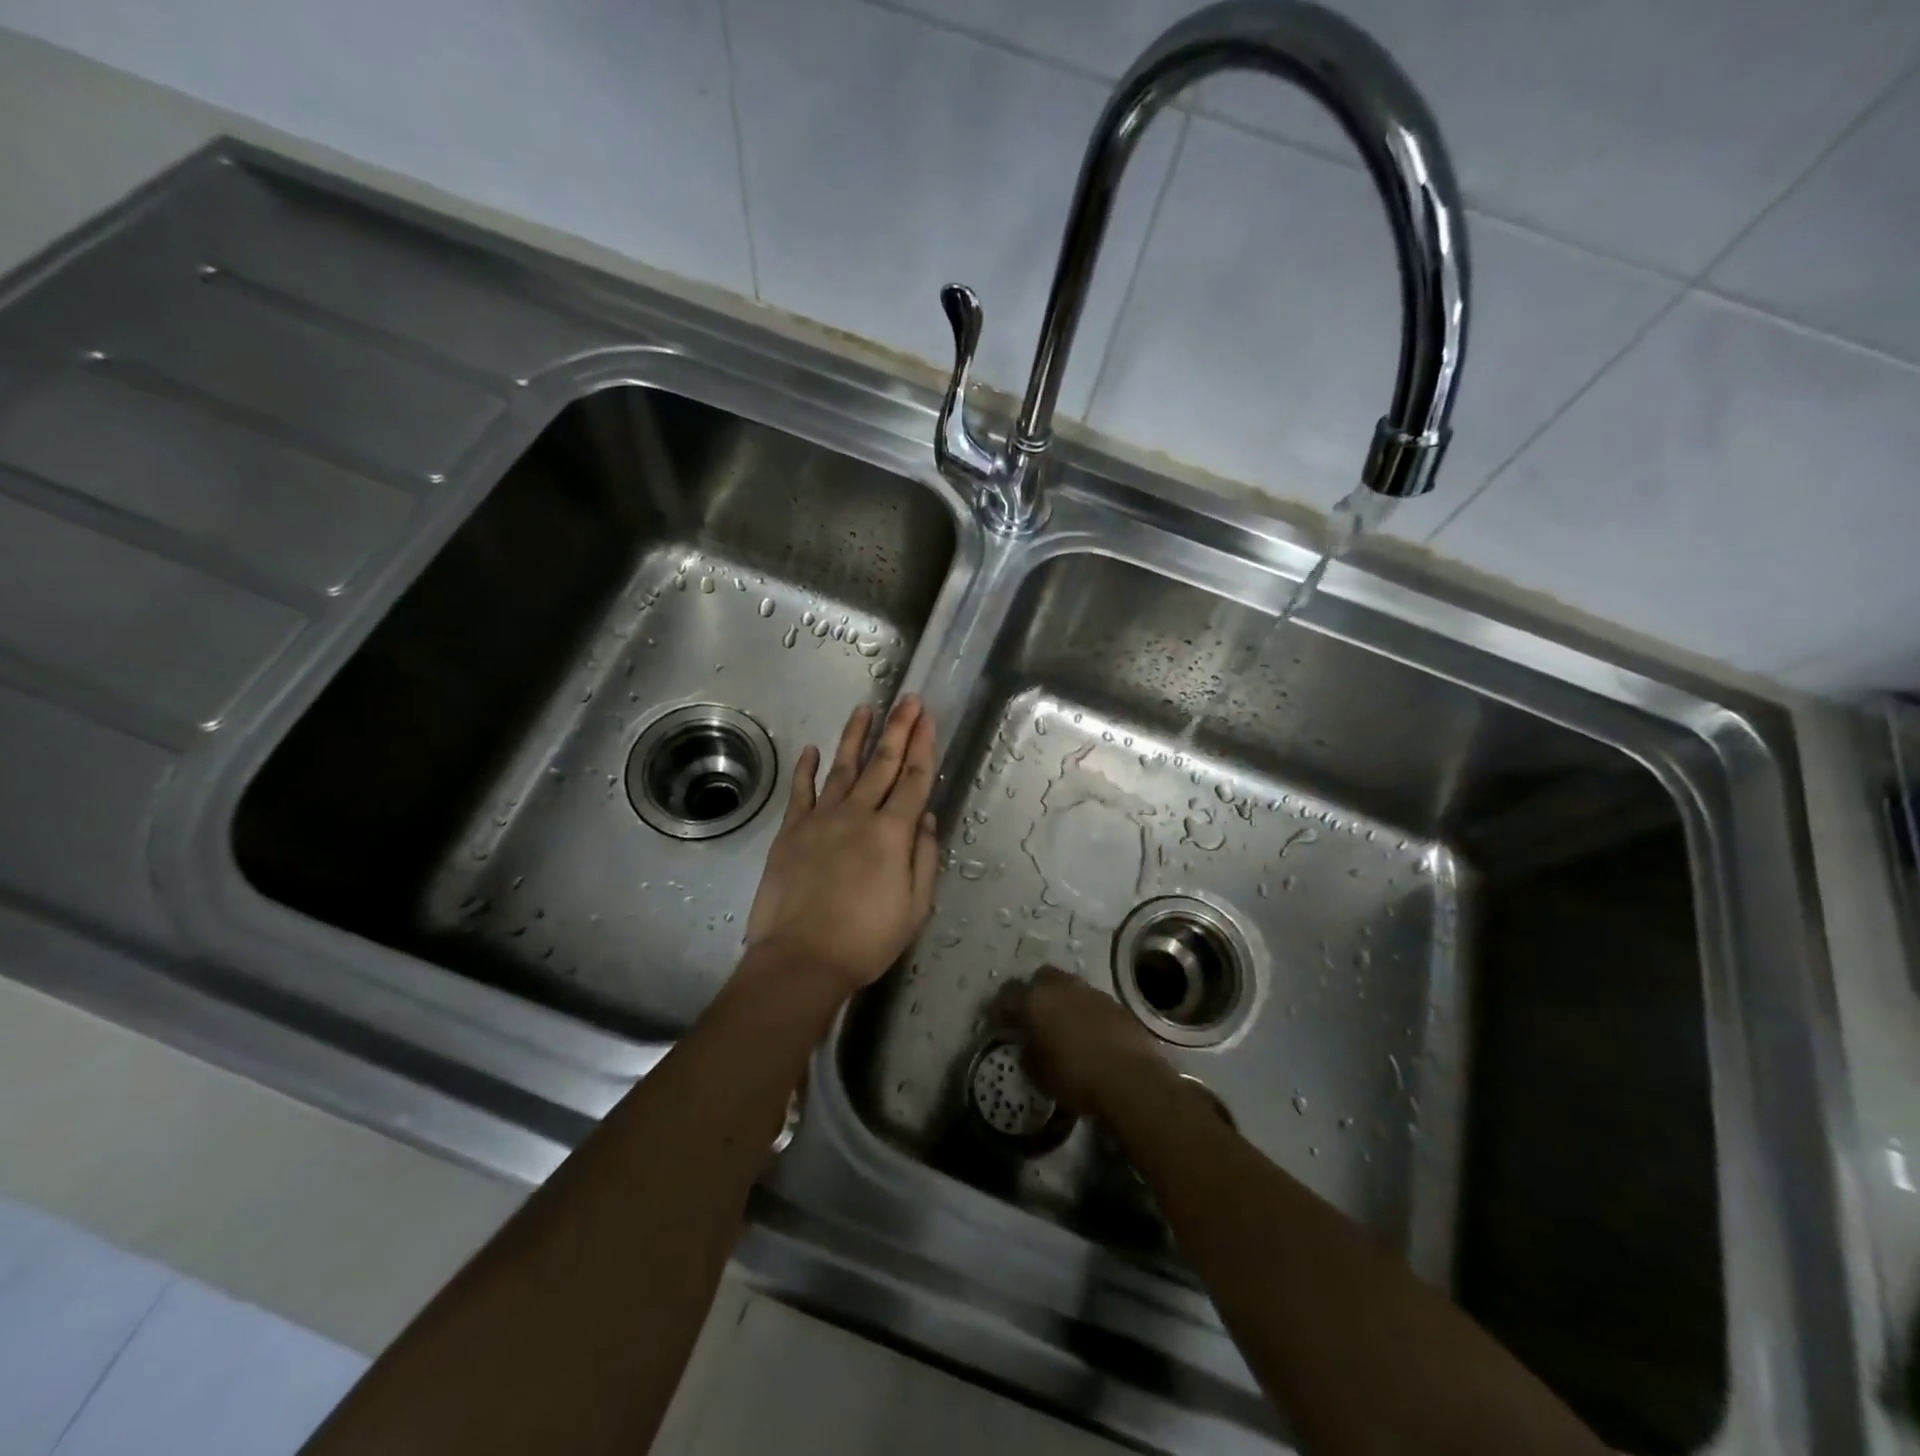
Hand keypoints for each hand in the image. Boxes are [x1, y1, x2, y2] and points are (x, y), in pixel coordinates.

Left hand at [744, 697, 939, 997]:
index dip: (923, 746)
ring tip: (866, 709)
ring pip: (843, 767)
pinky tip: (812, 750)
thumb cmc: (866, 939)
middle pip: (882, 763)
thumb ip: (923, 857)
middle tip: (908, 699)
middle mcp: (858, 814)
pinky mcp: (792, 831)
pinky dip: (806, 769)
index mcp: (892, 832)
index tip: (928, 719)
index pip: (913, 779)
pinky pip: (801, 791)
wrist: (802, 958)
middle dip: (898, 728)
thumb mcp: (915, 907)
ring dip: (855, 736)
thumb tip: (924, 816)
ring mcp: (821, 819)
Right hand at [1002, 966, 1168, 1116]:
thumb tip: (1028, 1047)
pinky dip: (1084, 1010)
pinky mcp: (1114, 1002)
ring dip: (1061, 999)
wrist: (1129, 1077)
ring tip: (1062, 1024)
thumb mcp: (1039, 1074)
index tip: (999, 1021)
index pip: (1007, 994)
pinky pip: (1090, 1000)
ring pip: (1067, 985)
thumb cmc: (1075, 1077)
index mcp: (1034, 1001)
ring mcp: (1089, 991)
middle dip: (1033, 992)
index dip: (1000, 1008)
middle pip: (1040, 978)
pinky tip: (1087, 1032)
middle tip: (1032, 1016)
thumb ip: (1028, 1055)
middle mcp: (1060, 987)